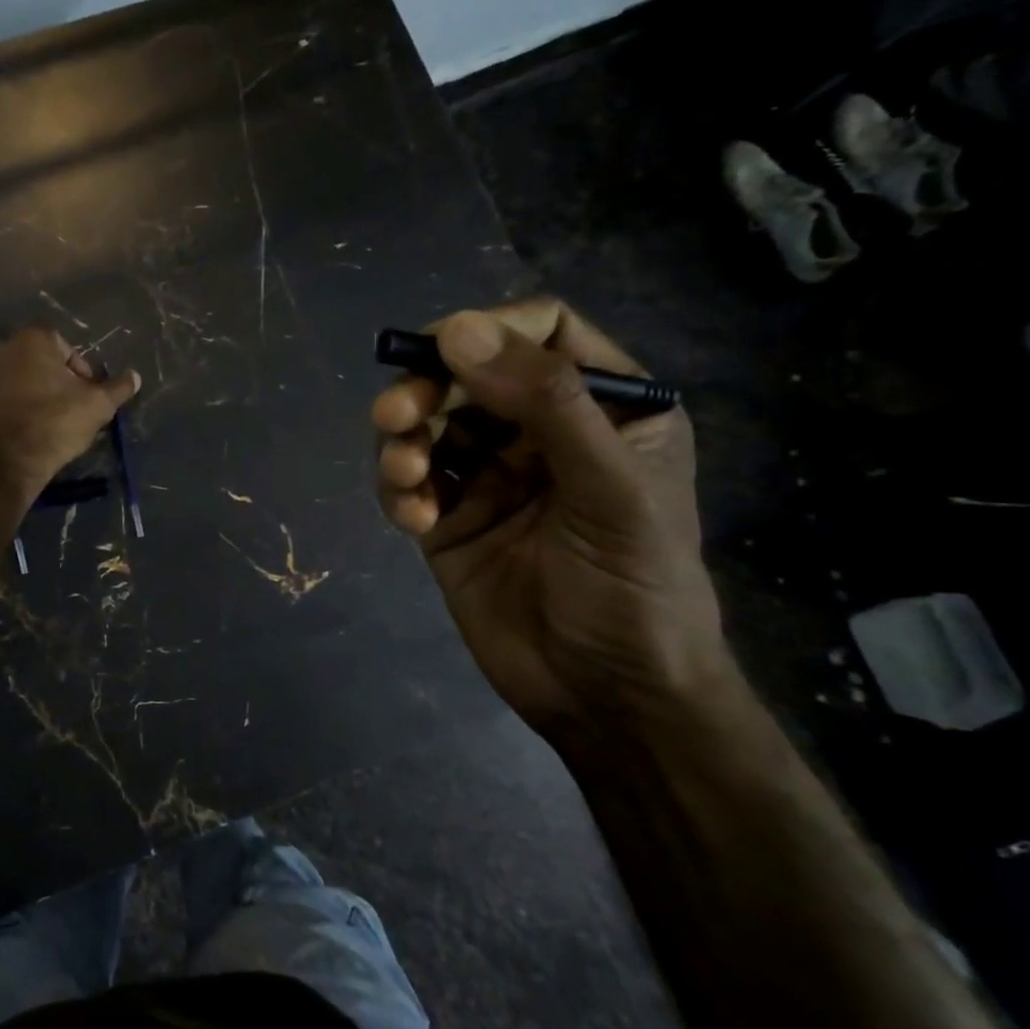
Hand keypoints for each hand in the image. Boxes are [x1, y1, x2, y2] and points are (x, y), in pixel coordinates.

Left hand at [0, 327, 139, 496]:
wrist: (7, 462)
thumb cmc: (56, 423)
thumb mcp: (97, 406)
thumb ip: (117, 388)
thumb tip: (135, 377)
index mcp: (33, 339)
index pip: (66, 347)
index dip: (82, 372)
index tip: (88, 396)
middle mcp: (1, 348)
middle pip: (40, 362)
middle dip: (56, 382)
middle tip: (72, 410)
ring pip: (18, 380)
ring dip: (34, 395)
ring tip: (50, 423)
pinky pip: (0, 399)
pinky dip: (14, 409)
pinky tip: (27, 431)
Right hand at [373, 299, 732, 738]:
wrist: (607, 699)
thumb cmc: (633, 591)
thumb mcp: (608, 491)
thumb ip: (544, 403)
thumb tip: (457, 329)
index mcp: (605, 409)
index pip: (543, 333)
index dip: (490, 329)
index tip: (441, 349)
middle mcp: (542, 433)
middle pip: (468, 376)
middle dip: (426, 391)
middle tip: (396, 417)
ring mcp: (490, 477)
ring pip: (428, 427)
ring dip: (402, 443)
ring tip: (404, 479)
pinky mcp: (450, 519)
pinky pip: (409, 482)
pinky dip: (399, 492)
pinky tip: (413, 521)